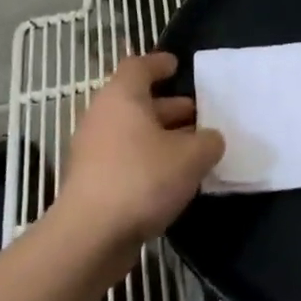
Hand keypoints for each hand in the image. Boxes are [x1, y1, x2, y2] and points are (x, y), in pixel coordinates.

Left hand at [54, 52, 223, 246]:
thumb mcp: (191, 157)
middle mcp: (103, 117)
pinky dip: (150, 160)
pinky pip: (126, 158)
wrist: (90, 236)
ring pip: (133, 133)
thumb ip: (209, 142)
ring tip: (195, 148)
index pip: (138, 67)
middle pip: (138, 102)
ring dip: (163, 136)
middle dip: (170, 106)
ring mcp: (93, 151)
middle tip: (200, 114)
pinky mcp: (93, 181)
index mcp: (122, 98)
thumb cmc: (142, 179)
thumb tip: (210, 139)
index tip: (177, 66)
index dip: (159, 63)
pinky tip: (174, 178)